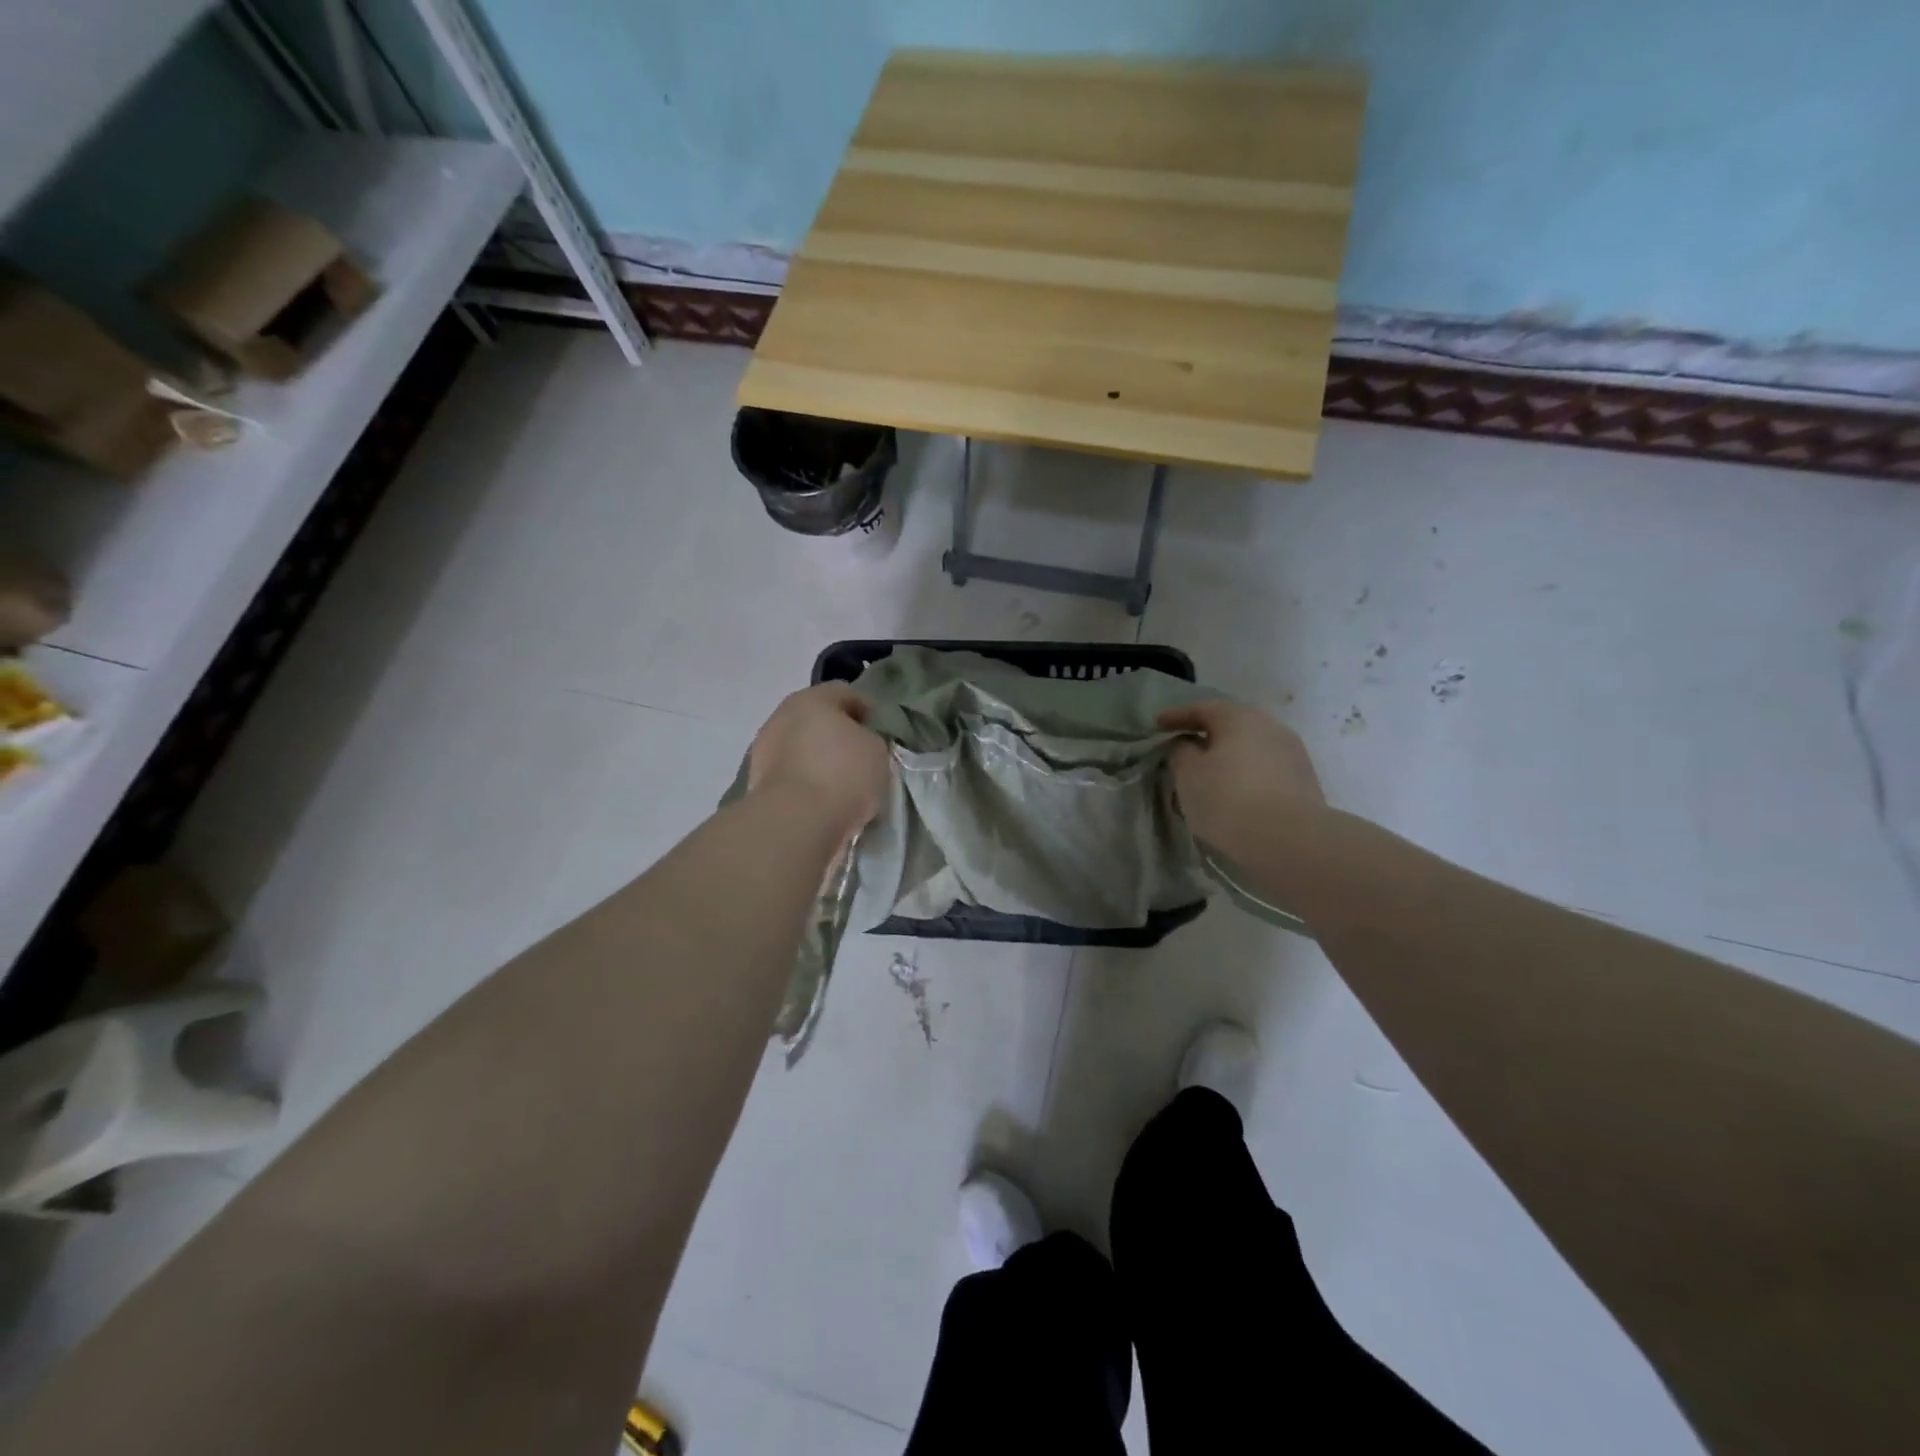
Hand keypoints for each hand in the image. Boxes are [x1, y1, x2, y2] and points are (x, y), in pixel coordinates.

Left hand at [749, 684, 889, 838]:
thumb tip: (860, 743)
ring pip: (801, 748)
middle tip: (863, 759)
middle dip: (840, 736)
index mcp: (812, 698)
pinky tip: (824, 802)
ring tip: (844, 786)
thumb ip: (871, 739)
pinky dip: (806, 783)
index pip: (846, 693)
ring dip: (820, 761)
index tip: (882, 734)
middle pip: (818, 720)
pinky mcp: (757, 782)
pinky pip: (791, 775)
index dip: (868, 711)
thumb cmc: (842, 774)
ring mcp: (764, 749)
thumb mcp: (877, 751)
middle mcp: (782, 716)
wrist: (794, 822)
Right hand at [1159, 699, 1324, 858]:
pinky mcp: (1304, 782)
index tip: (1156, 725)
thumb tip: (1187, 745)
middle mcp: (1271, 727)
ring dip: (1228, 758)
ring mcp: (1292, 754)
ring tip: (1208, 776)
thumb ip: (1181, 753)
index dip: (1176, 716)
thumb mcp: (1189, 774)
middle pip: (1231, 725)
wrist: (1291, 841)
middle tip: (1184, 749)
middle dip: (1206, 736)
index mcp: (1240, 717)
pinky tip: (1234, 794)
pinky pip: (1264, 770)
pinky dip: (1245, 776)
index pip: (1202, 708)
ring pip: (1250, 749)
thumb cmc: (1229, 799)